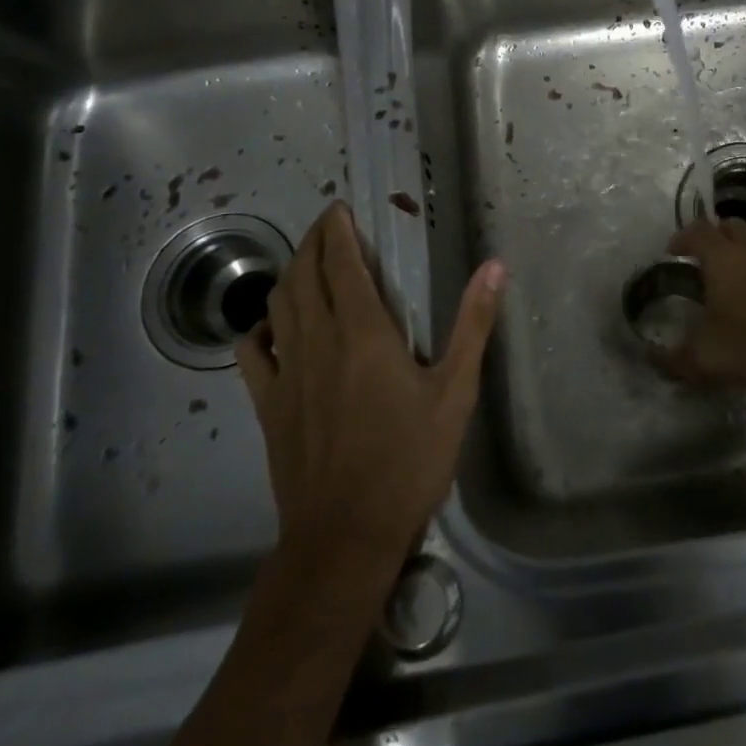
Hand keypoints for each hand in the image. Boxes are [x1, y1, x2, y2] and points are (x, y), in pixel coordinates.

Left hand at [237, 202, 503, 570]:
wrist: (345, 537)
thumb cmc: (409, 461)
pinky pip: (252, 353)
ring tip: (305, 263)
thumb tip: (494, 267)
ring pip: (277, 305)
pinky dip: (259, 328)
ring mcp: (286, 373)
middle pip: (303, 274)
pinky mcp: (268, 406)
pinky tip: (272, 327)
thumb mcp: (455, 392)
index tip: (340, 208)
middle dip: (312, 241)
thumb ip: (473, 324)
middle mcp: (318, 341)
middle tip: (327, 225)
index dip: (337, 230)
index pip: (341, 263)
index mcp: (363, 332)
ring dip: (289, 274)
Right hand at [663, 217, 745, 397]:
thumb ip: (674, 359)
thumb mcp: (708, 360)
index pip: (696, 231)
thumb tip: (652, 357)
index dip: (680, 238)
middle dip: (709, 237)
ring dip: (735, 251)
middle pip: (726, 226)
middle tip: (698, 261)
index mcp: (722, 258)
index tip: (671, 253)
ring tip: (726, 281)